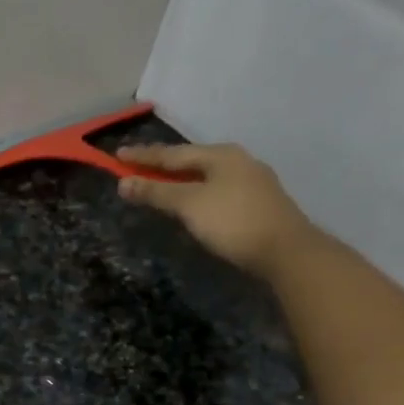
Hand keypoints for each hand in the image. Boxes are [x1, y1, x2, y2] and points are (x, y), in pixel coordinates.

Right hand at [115, 142, 314, 277]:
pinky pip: (217, 191)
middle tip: (137, 169)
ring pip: (206, 176)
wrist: (286, 251)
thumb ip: (156, 192)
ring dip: (180, 180)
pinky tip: (191, 204)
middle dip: (162, 166)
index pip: (172, 153)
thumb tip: (123, 183)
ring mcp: (251, 182)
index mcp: (220, 155)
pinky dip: (196, 194)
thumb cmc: (233, 221)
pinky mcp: (257, 203)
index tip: (117, 156)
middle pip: (191, 161)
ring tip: (159, 186)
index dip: (143, 156)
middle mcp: (238, 161)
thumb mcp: (189, 205)